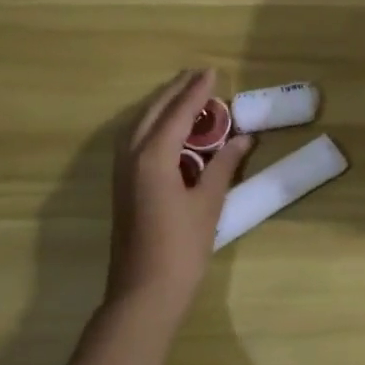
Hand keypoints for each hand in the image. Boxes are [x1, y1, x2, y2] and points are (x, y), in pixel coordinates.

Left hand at [107, 68, 253, 322]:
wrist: (144, 294)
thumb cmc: (181, 248)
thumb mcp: (209, 203)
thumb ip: (223, 166)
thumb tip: (243, 138)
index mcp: (154, 156)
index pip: (178, 112)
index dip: (197, 91)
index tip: (213, 71)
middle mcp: (132, 156)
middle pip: (154, 112)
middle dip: (176, 91)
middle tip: (199, 75)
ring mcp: (122, 172)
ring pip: (139, 124)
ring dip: (161, 105)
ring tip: (184, 94)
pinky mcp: (122, 186)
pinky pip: (134, 139)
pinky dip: (152, 124)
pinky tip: (166, 128)